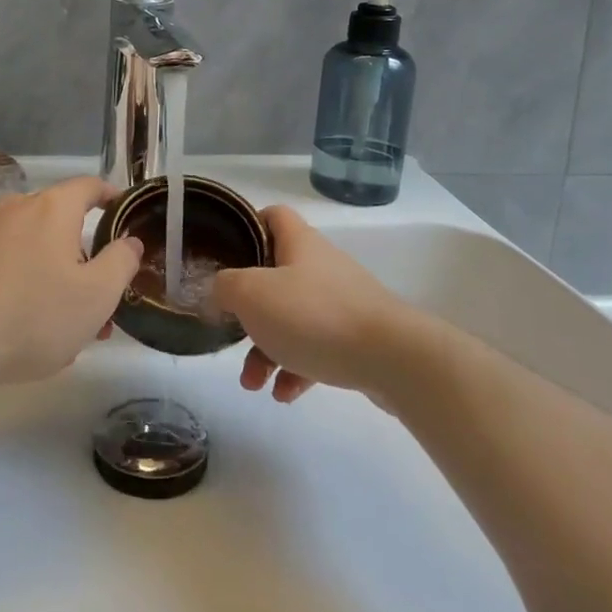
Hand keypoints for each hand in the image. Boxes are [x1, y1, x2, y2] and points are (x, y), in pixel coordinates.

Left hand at [0, 176, 142, 387]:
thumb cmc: (31, 314)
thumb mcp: (96, 296)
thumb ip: (121, 263)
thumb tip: (130, 241)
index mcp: (51, 208)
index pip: (89, 186)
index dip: (111, 197)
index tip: (124, 213)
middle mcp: (14, 208)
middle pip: (60, 223)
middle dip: (83, 259)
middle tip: (98, 301)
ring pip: (30, 248)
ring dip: (52, 277)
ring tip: (62, 327)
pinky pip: (1, 264)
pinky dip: (19, 284)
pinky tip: (20, 327)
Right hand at [211, 206, 418, 403]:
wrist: (393, 358)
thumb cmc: (314, 315)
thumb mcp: (252, 294)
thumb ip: (225, 288)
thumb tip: (218, 292)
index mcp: (299, 244)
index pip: (273, 216)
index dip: (248, 226)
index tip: (227, 253)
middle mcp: (322, 267)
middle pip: (276, 277)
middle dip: (249, 311)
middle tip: (232, 334)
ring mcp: (343, 303)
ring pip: (293, 319)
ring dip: (267, 350)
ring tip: (254, 384)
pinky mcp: (358, 338)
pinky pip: (317, 349)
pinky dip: (297, 369)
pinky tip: (285, 394)